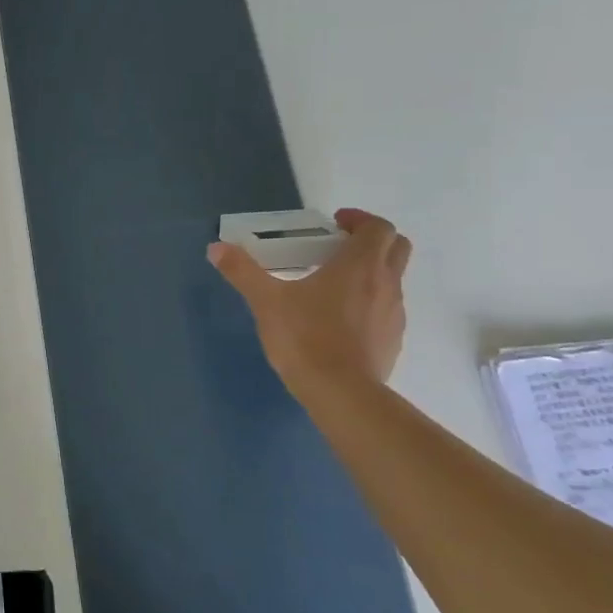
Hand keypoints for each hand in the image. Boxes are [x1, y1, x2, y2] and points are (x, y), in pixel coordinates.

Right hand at [207, 208, 412, 393]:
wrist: (341, 392)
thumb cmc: (305, 337)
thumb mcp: (266, 301)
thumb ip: (242, 271)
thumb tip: (216, 248)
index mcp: (360, 265)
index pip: (378, 227)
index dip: (359, 220)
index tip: (335, 224)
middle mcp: (386, 283)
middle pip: (397, 247)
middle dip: (372, 240)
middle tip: (339, 247)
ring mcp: (394, 314)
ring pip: (392, 280)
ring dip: (370, 273)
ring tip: (333, 286)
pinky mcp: (393, 340)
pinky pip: (386, 310)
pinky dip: (370, 303)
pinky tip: (340, 321)